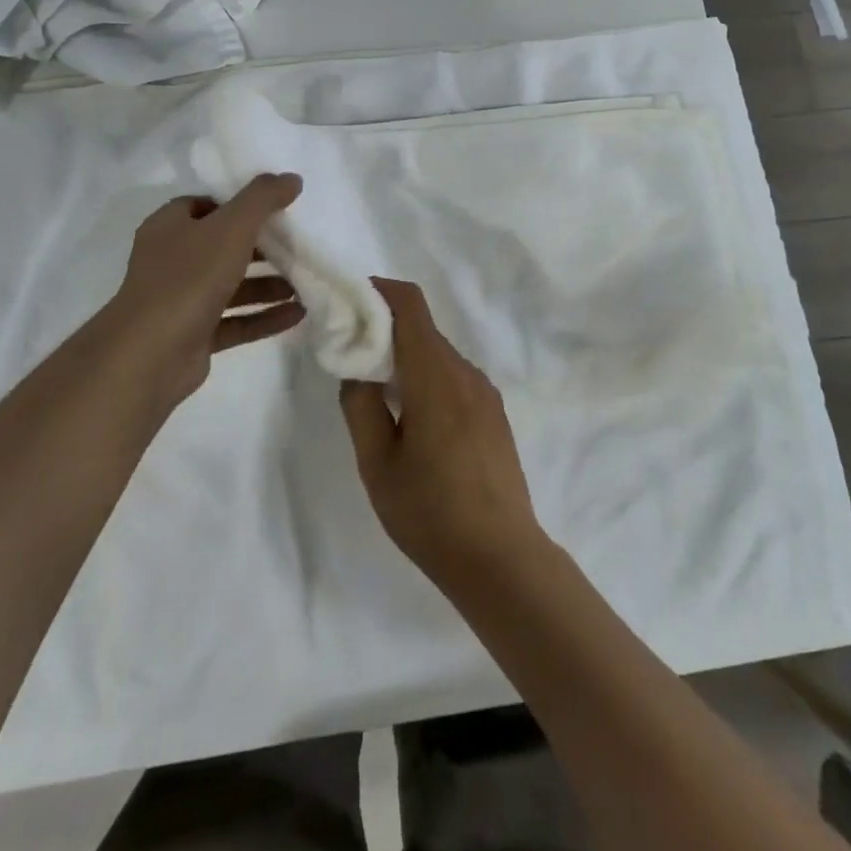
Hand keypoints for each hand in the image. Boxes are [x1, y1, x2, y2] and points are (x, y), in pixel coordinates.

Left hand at [73, 175, 305, 421]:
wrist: (150, 354)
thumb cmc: (188, 278)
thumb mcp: (231, 228)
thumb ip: (262, 199)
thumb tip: (292, 178)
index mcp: (170, 227)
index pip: (204, 205)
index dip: (237, 204)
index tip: (274, 208)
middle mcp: (172, 261)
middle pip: (222, 247)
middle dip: (261, 248)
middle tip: (297, 245)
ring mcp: (182, 300)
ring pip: (231, 286)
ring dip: (268, 285)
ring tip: (306, 282)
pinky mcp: (195, 335)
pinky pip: (236, 321)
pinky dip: (265, 316)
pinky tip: (299, 314)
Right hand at [339, 278, 546, 595]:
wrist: (501, 558)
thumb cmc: (430, 514)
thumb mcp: (377, 464)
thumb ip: (360, 406)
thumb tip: (357, 369)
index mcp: (436, 377)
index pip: (411, 305)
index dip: (379, 291)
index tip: (349, 303)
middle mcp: (466, 373)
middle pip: (422, 329)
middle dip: (385, 329)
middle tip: (349, 354)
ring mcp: (485, 392)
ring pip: (438, 354)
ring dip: (406, 357)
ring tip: (377, 391)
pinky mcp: (494, 412)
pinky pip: (454, 377)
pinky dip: (427, 377)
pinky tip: (412, 417)